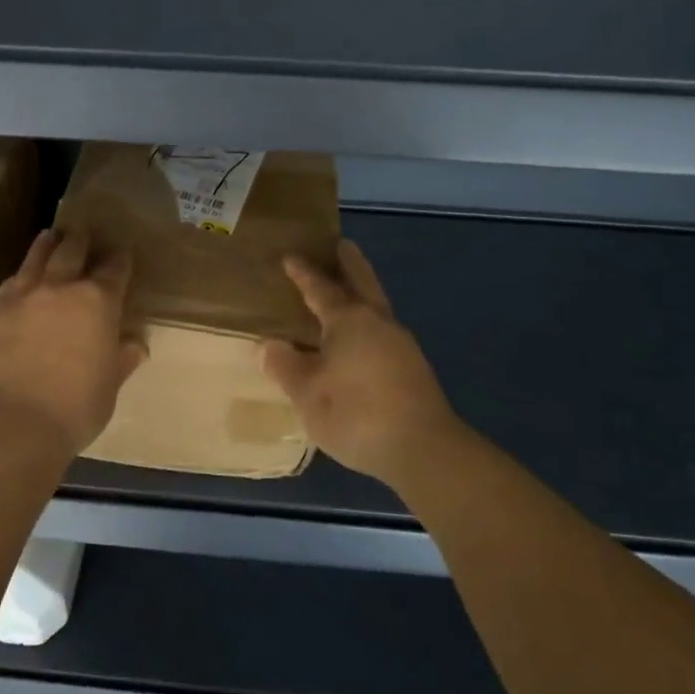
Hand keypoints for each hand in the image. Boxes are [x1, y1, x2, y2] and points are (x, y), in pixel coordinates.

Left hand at [0, 228, 146, 456]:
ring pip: (36, 259)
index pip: (114, 269)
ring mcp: (24, 296)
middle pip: (72, 251)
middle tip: (84, 230)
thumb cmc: (75, 407)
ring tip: (50, 236)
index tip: (123, 251)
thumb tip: (135, 346)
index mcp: (98, 302)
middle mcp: (61, 288)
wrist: (14, 422)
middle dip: (81, 239)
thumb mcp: (109, 386)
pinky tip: (20, 277)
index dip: (120, 258)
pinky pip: (11, 283)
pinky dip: (21, 275)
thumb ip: (121, 360)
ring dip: (47, 245)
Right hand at [262, 240, 462, 483]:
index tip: (290, 257)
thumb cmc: (356, 413)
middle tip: (340, 244)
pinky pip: (382, 330)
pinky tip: (359, 340)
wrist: (423, 449)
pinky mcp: (413, 368)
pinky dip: (367, 322)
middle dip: (349, 263)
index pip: (320, 288)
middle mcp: (377, 322)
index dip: (303, 273)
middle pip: (362, 282)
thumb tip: (271, 346)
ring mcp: (401, 344)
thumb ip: (286, 367)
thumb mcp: (307, 394)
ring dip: (361, 292)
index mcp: (349, 319)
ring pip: (376, 306)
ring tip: (345, 291)